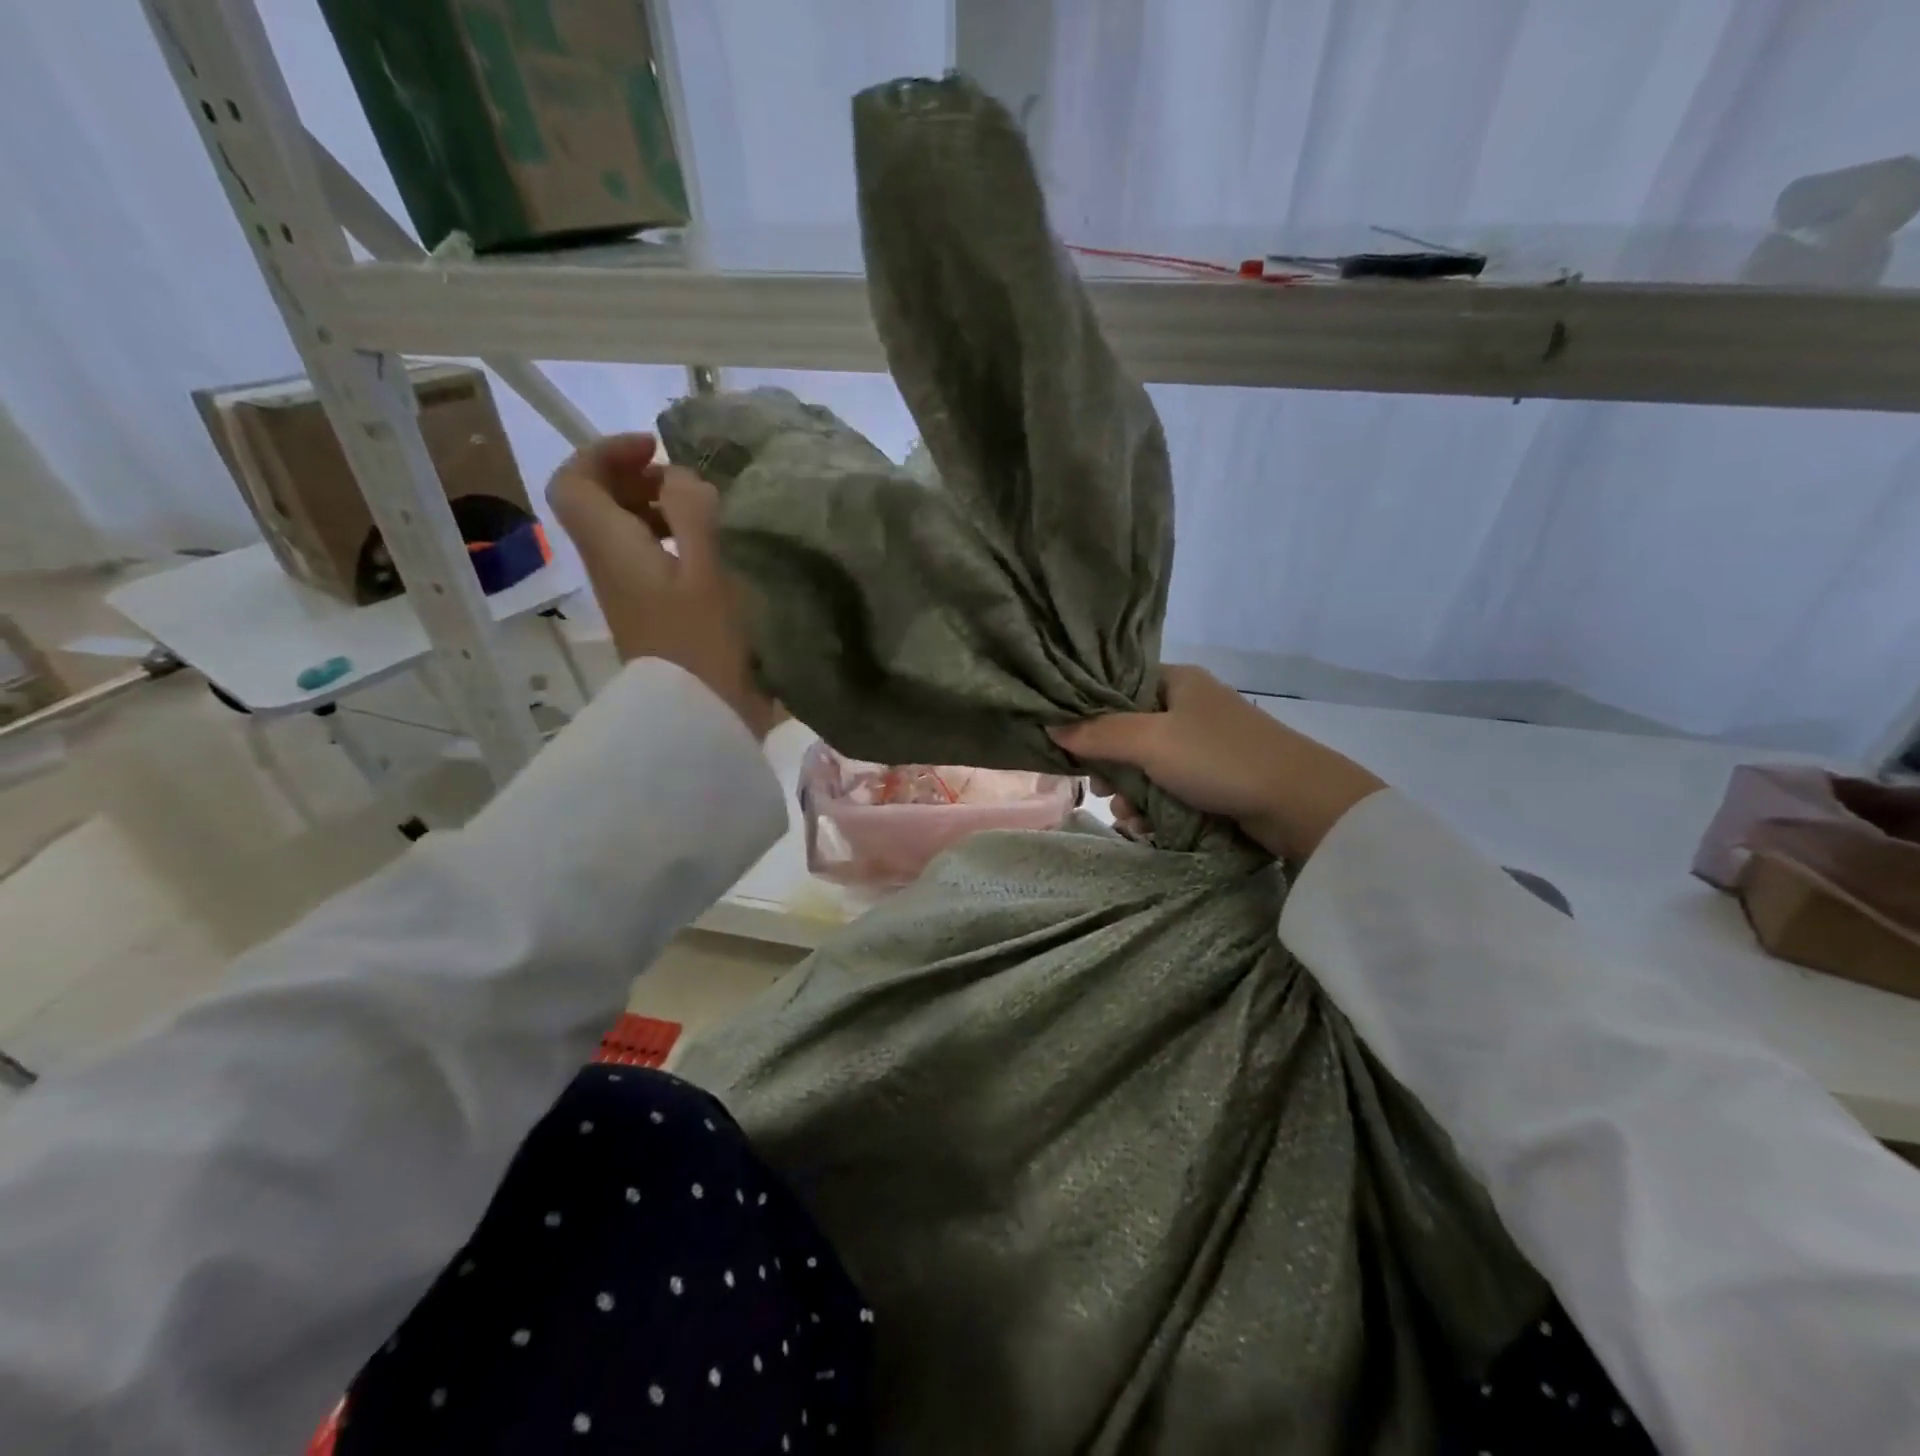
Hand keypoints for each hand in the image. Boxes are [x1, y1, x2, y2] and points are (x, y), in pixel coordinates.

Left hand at [546, 433, 779, 739]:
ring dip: (655, 509)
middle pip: (595, 503)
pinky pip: (643, 558)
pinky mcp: (648, 613)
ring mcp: (627, 592)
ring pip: (621, 531)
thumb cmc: (705, 643)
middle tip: (686, 482)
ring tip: (704, 513)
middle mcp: (608, 565)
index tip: (656, 450)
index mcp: (612, 547)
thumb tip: (680, 478)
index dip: (605, 452)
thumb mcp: (708, 570)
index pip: (574, 480)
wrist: (698, 717)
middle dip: (635, 477)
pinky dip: (669, 540)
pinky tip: (708, 552)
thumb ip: (692, 511)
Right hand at [1048, 665, 1384, 861]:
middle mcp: (1190, 707)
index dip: (1091, 715)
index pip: (1119, 688)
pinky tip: (1146, 827)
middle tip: (1101, 789)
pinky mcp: (1217, 778)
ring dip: (1131, 793)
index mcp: (1177, 682)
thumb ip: (1098, 733)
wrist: (1299, 803)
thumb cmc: (1218, 758)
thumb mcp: (1150, 741)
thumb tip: (1050, 726)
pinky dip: (1156, 807)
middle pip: (1129, 731)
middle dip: (1111, 765)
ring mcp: (1205, 744)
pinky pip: (1171, 788)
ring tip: (1128, 818)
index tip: (1072, 746)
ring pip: (1148, 765)